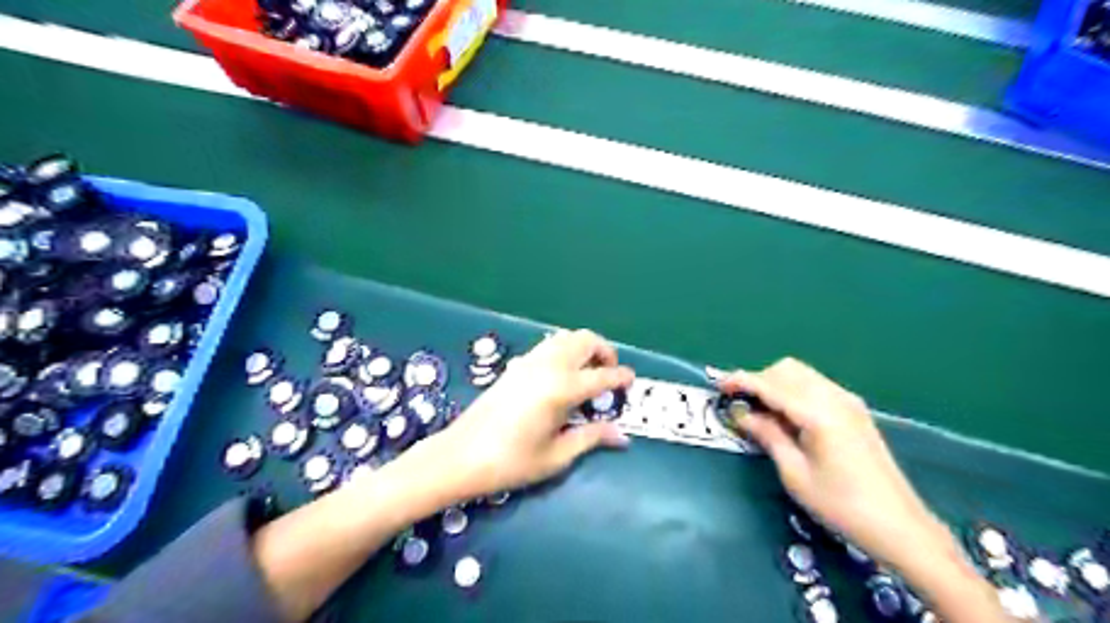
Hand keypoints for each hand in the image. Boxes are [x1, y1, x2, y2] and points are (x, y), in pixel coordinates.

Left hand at [422, 330, 632, 500]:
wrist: (461, 455)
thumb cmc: (512, 461)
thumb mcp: (557, 455)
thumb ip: (592, 438)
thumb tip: (622, 436)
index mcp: (563, 388)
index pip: (602, 375)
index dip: (621, 377)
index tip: (631, 381)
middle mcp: (549, 366)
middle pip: (585, 340)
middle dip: (604, 351)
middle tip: (610, 373)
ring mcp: (530, 362)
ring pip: (565, 337)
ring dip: (583, 347)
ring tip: (588, 371)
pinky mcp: (515, 365)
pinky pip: (548, 345)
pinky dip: (563, 349)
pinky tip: (560, 375)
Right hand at [721, 358, 943, 566]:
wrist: (899, 525)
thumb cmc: (840, 505)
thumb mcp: (794, 473)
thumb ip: (767, 435)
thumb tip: (741, 413)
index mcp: (817, 413)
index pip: (770, 384)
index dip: (741, 381)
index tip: (718, 386)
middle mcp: (834, 397)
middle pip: (786, 369)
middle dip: (759, 380)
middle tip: (742, 405)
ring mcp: (848, 401)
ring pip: (802, 374)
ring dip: (776, 383)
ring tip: (762, 412)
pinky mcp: (855, 410)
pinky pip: (816, 385)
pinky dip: (794, 390)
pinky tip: (788, 416)